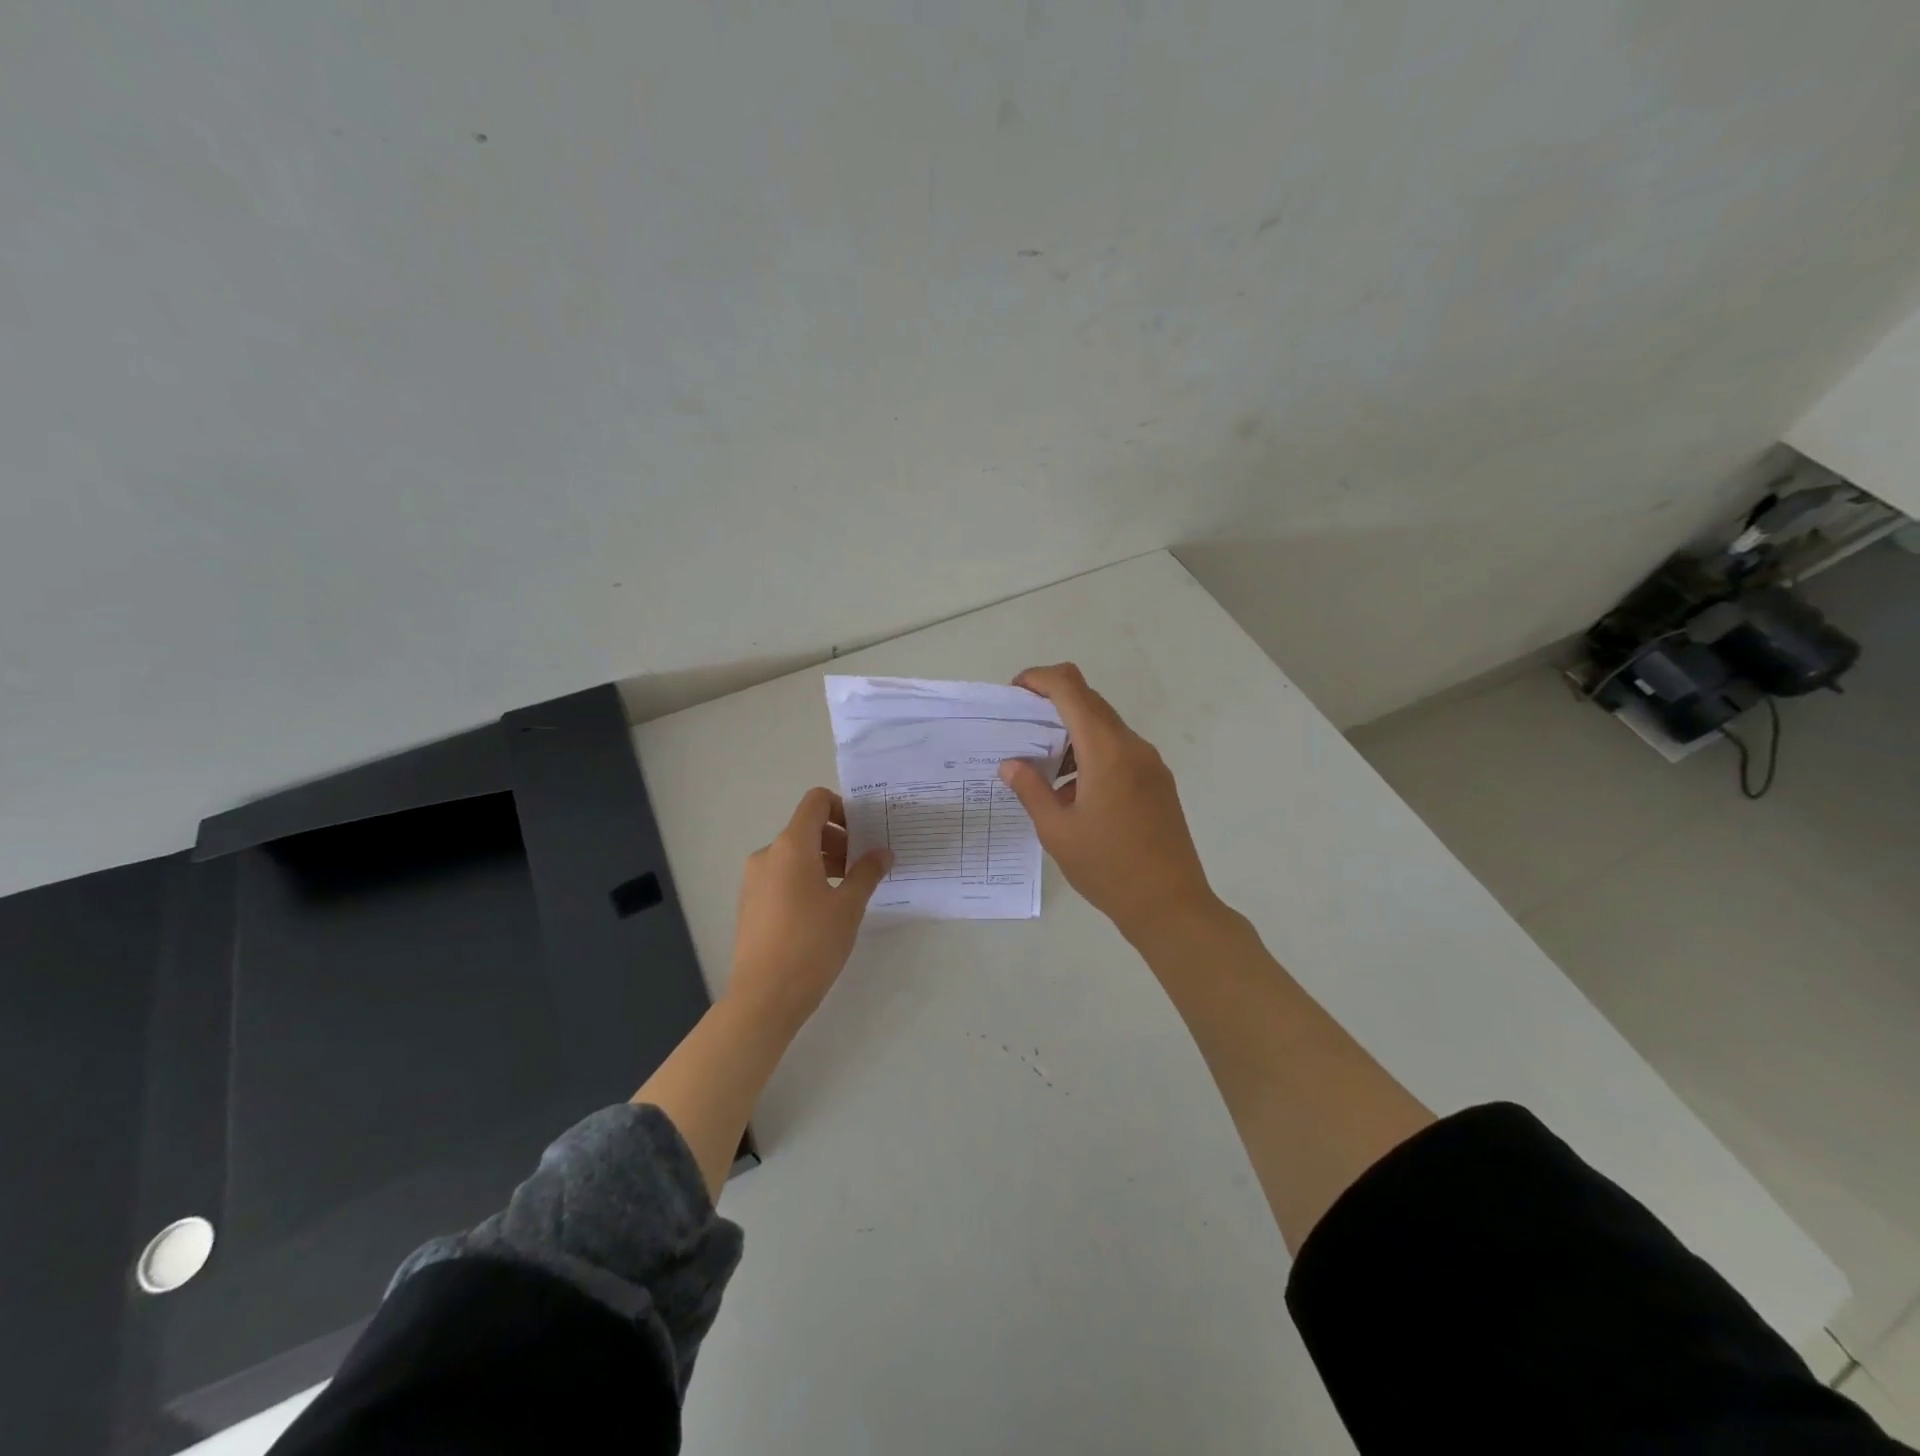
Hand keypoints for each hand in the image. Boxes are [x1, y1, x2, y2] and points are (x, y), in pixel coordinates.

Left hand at [728, 787, 890, 1033]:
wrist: (764, 996)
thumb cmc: (812, 944)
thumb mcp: (849, 906)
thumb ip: (867, 872)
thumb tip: (882, 852)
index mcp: (791, 846)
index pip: (816, 802)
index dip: (843, 808)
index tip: (864, 833)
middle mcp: (768, 854)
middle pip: (807, 828)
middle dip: (839, 840)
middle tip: (864, 867)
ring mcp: (754, 879)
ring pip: (794, 854)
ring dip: (824, 861)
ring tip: (848, 891)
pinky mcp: (750, 903)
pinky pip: (782, 876)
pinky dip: (805, 879)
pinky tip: (823, 911)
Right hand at [998, 663, 1218, 944]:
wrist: (1170, 905)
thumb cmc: (1108, 868)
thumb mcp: (1057, 831)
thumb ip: (1031, 790)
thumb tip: (1011, 764)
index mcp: (1106, 751)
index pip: (1071, 689)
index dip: (1040, 679)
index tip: (1014, 692)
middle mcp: (1132, 747)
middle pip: (1090, 702)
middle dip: (1052, 704)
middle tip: (1021, 729)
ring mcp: (1150, 764)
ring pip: (1105, 727)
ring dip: (1072, 733)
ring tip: (1043, 768)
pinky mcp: (1158, 782)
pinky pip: (1120, 751)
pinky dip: (1092, 753)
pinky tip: (1073, 791)